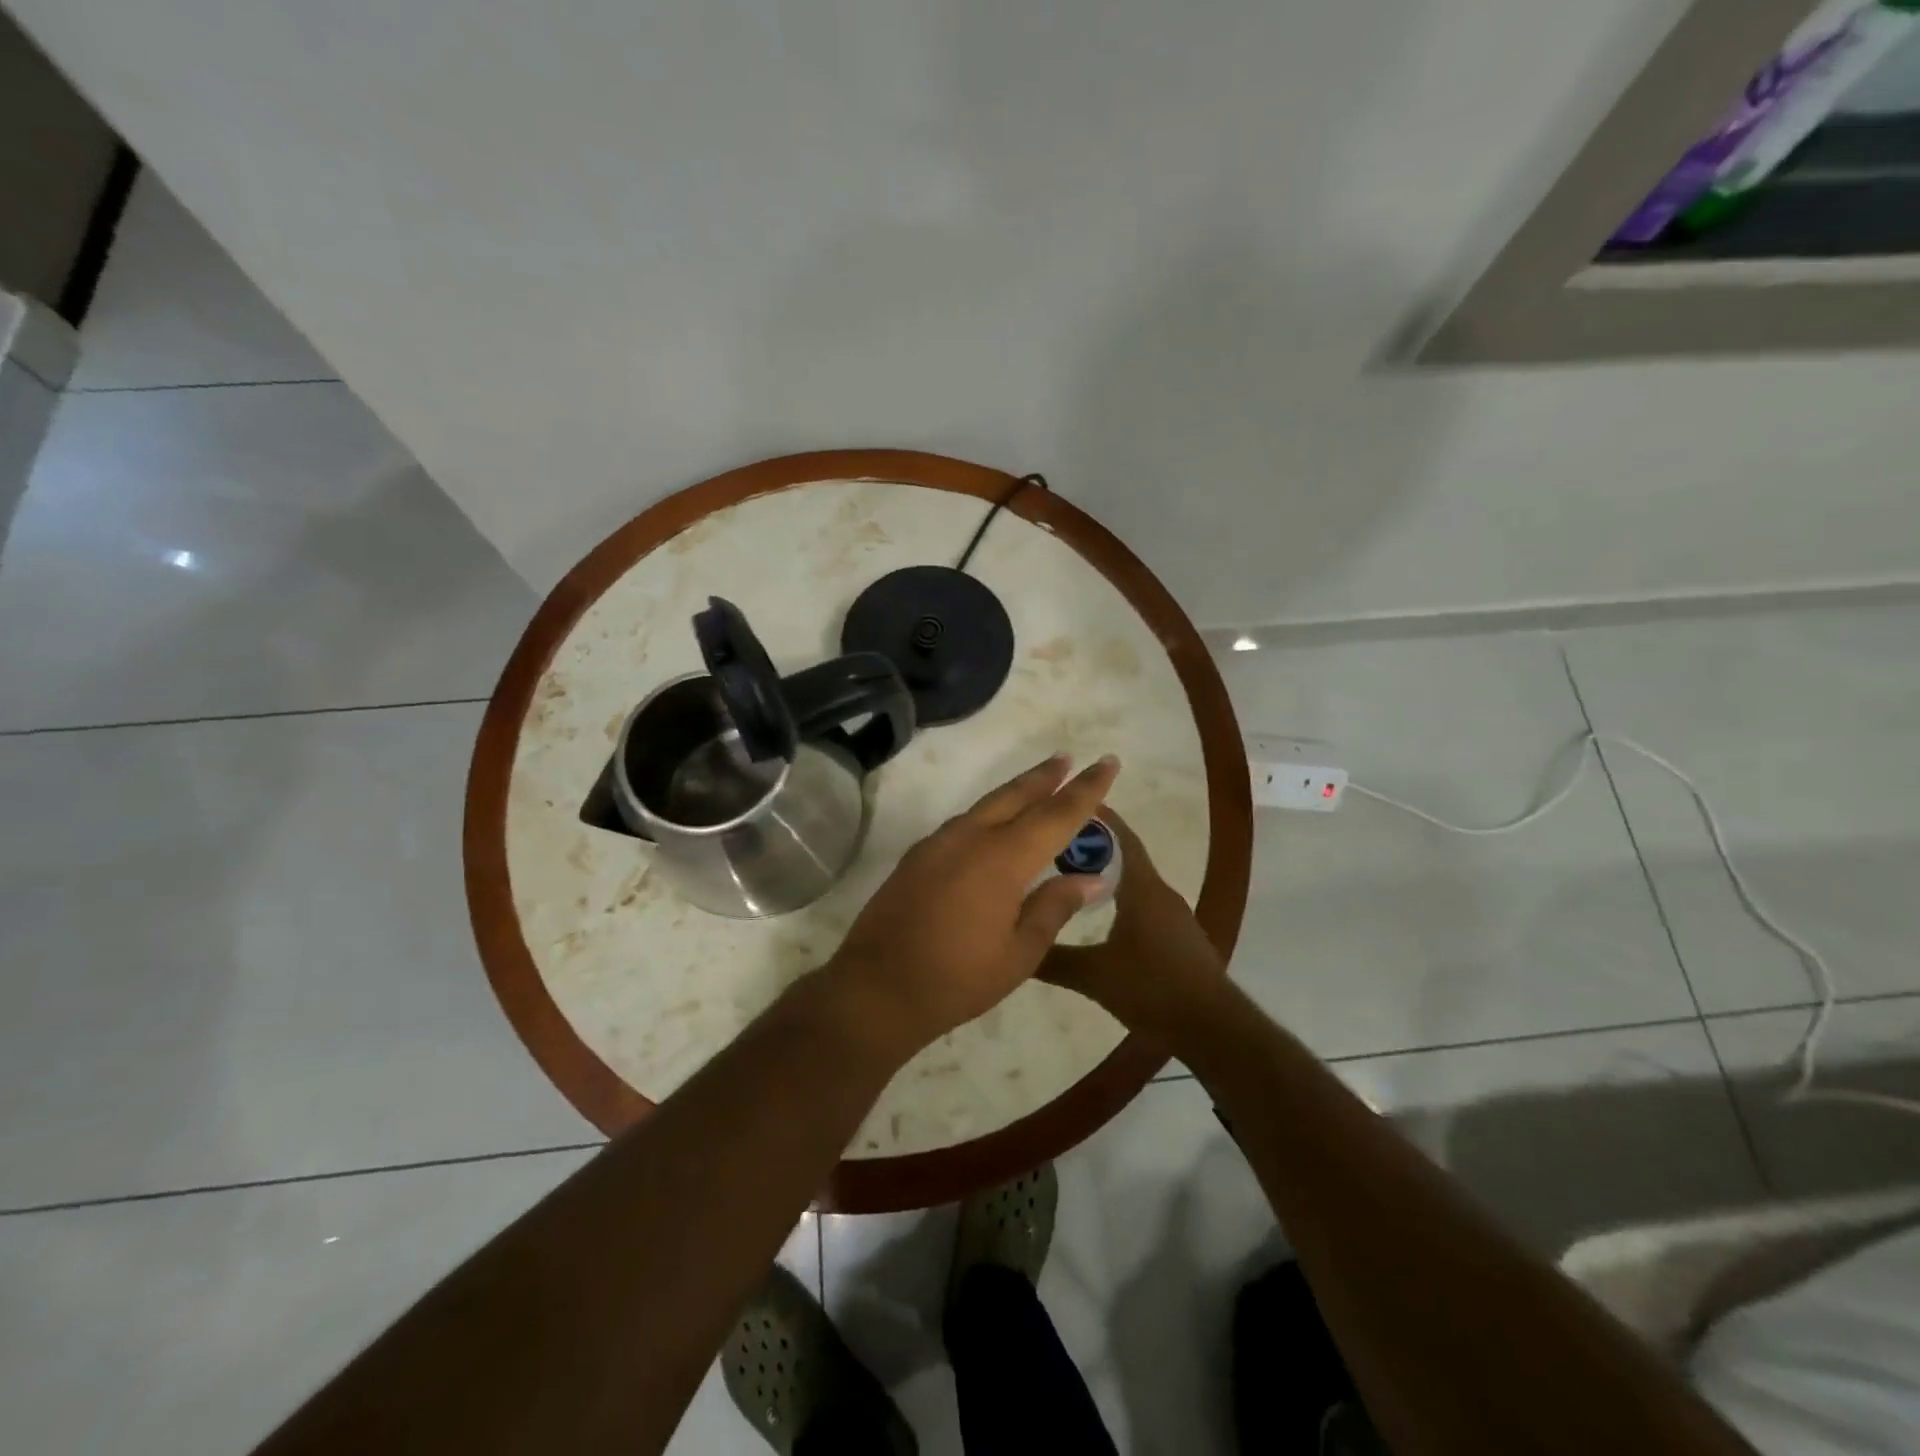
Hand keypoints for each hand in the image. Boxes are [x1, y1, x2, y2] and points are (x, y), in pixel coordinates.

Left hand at [822, 753, 1121, 1055]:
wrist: (876, 989)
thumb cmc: (957, 978)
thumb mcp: (1019, 953)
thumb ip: (1054, 908)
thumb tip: (1089, 878)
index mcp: (1002, 859)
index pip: (1056, 814)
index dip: (1086, 789)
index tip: (1107, 762)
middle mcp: (970, 838)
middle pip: (1015, 795)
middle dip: (1045, 776)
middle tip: (1067, 759)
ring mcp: (937, 844)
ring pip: (985, 806)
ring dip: (1014, 793)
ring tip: (1037, 786)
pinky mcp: (916, 857)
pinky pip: (961, 824)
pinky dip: (986, 815)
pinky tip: (991, 826)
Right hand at [1042, 810, 1229, 1038]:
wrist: (1211, 1027)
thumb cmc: (1152, 988)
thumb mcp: (1093, 976)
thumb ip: (1053, 959)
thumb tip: (1015, 946)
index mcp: (1142, 889)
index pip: (1120, 838)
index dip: (1099, 819)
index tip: (1071, 803)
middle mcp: (1160, 894)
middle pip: (1125, 857)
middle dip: (1093, 847)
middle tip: (1054, 844)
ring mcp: (1174, 917)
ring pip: (1135, 883)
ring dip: (1106, 875)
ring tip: (1069, 877)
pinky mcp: (1178, 938)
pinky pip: (1144, 906)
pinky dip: (1120, 900)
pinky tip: (1100, 918)